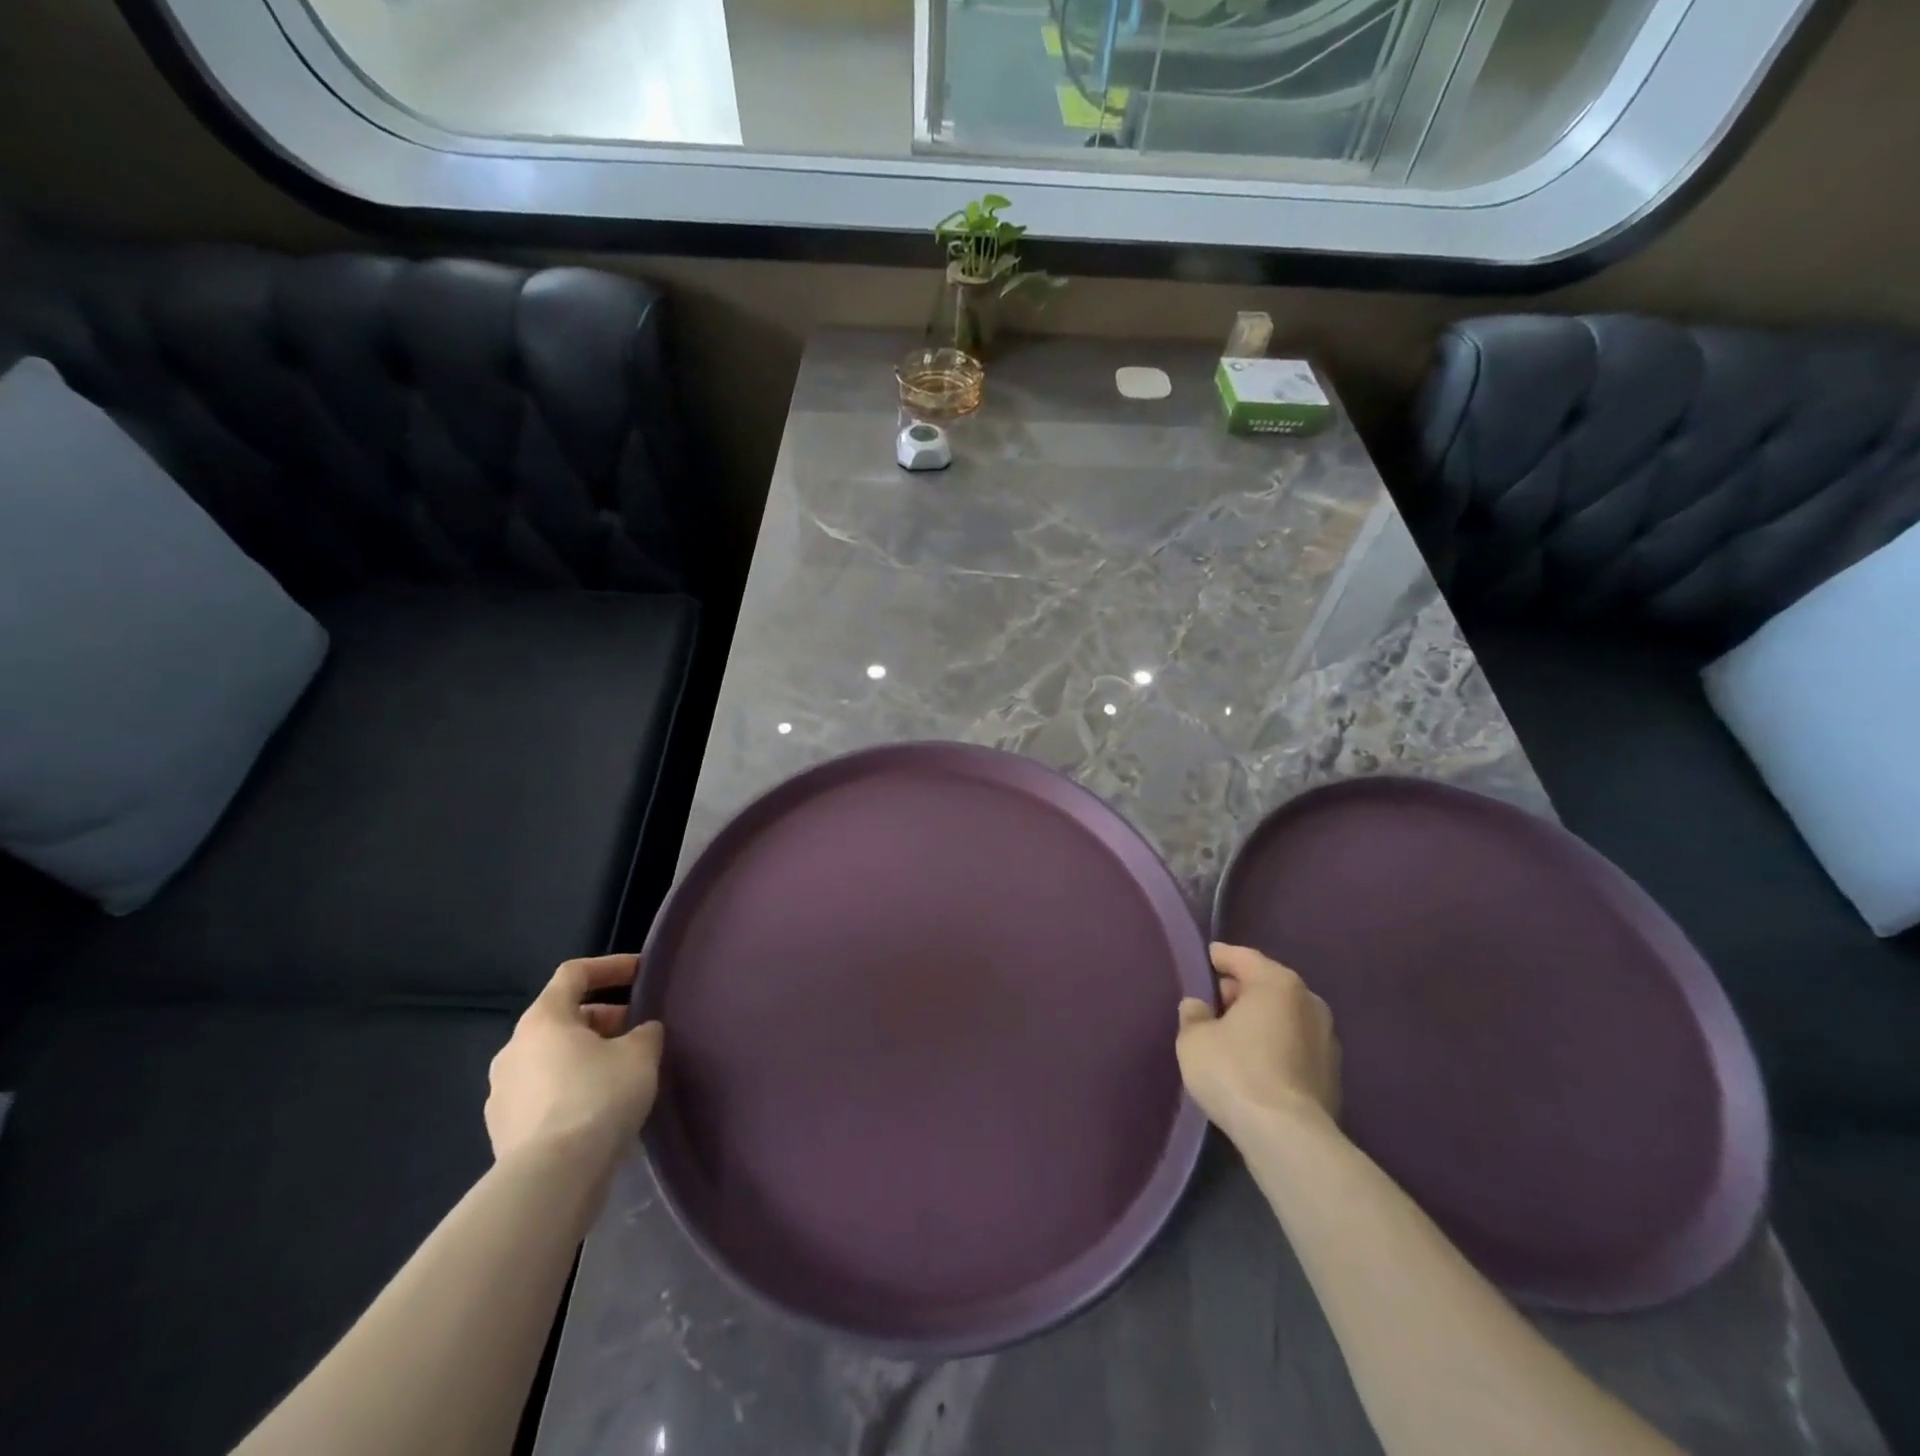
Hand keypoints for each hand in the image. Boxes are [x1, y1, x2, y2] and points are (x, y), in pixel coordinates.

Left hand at [486, 954, 663, 1167]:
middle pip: (562, 1018)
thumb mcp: (640, 1054)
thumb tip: (641, 1032)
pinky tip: (601, 1109)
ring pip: (552, 1059)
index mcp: (543, 1020)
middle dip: (604, 1019)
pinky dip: (572, 1090)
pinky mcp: (504, 1132)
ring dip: (586, 1056)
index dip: (610, 966)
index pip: (574, 973)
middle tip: (638, 1031)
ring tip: (623, 1073)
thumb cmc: (598, 1098)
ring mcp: (503, 1093)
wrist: (551, 1180)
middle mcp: (513, 1050)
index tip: (641, 972)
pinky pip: (545, 1095)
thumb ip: (645, 1033)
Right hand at [1176, 943, 1340, 1144]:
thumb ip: (1193, 1015)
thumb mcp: (1194, 1039)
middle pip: (1267, 985)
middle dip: (1241, 991)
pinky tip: (1256, 1064)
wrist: (1288, 1137)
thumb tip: (1199, 1007)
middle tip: (1214, 1003)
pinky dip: (1276, 1046)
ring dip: (1261, 1021)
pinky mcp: (1333, 1075)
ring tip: (1234, 1036)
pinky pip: (1295, 1046)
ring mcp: (1328, 1040)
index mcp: (1277, 983)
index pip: (1243, 957)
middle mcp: (1309, 1002)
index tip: (1206, 959)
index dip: (1220, 957)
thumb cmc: (1235, 1072)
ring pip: (1285, 1017)